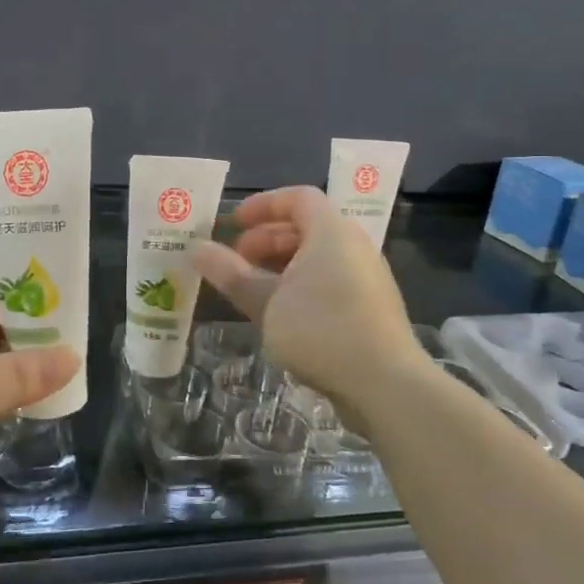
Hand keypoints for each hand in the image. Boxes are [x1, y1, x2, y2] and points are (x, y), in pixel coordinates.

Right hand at [193, 186, 423, 422]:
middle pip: (307, 225)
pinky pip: (331, 279)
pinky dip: (302, 284)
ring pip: (318, 256)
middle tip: (235, 260)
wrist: (387, 385)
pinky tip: (282, 314)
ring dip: (281, 264)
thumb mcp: (266, 302)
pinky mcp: (372, 307)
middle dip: (266, 238)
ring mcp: (367, 277)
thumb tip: (196, 248)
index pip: (297, 197)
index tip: (233, 223)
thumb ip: (231, 274)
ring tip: (253, 289)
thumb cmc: (322, 331)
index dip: (262, 205)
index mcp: (331, 232)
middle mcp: (353, 246)